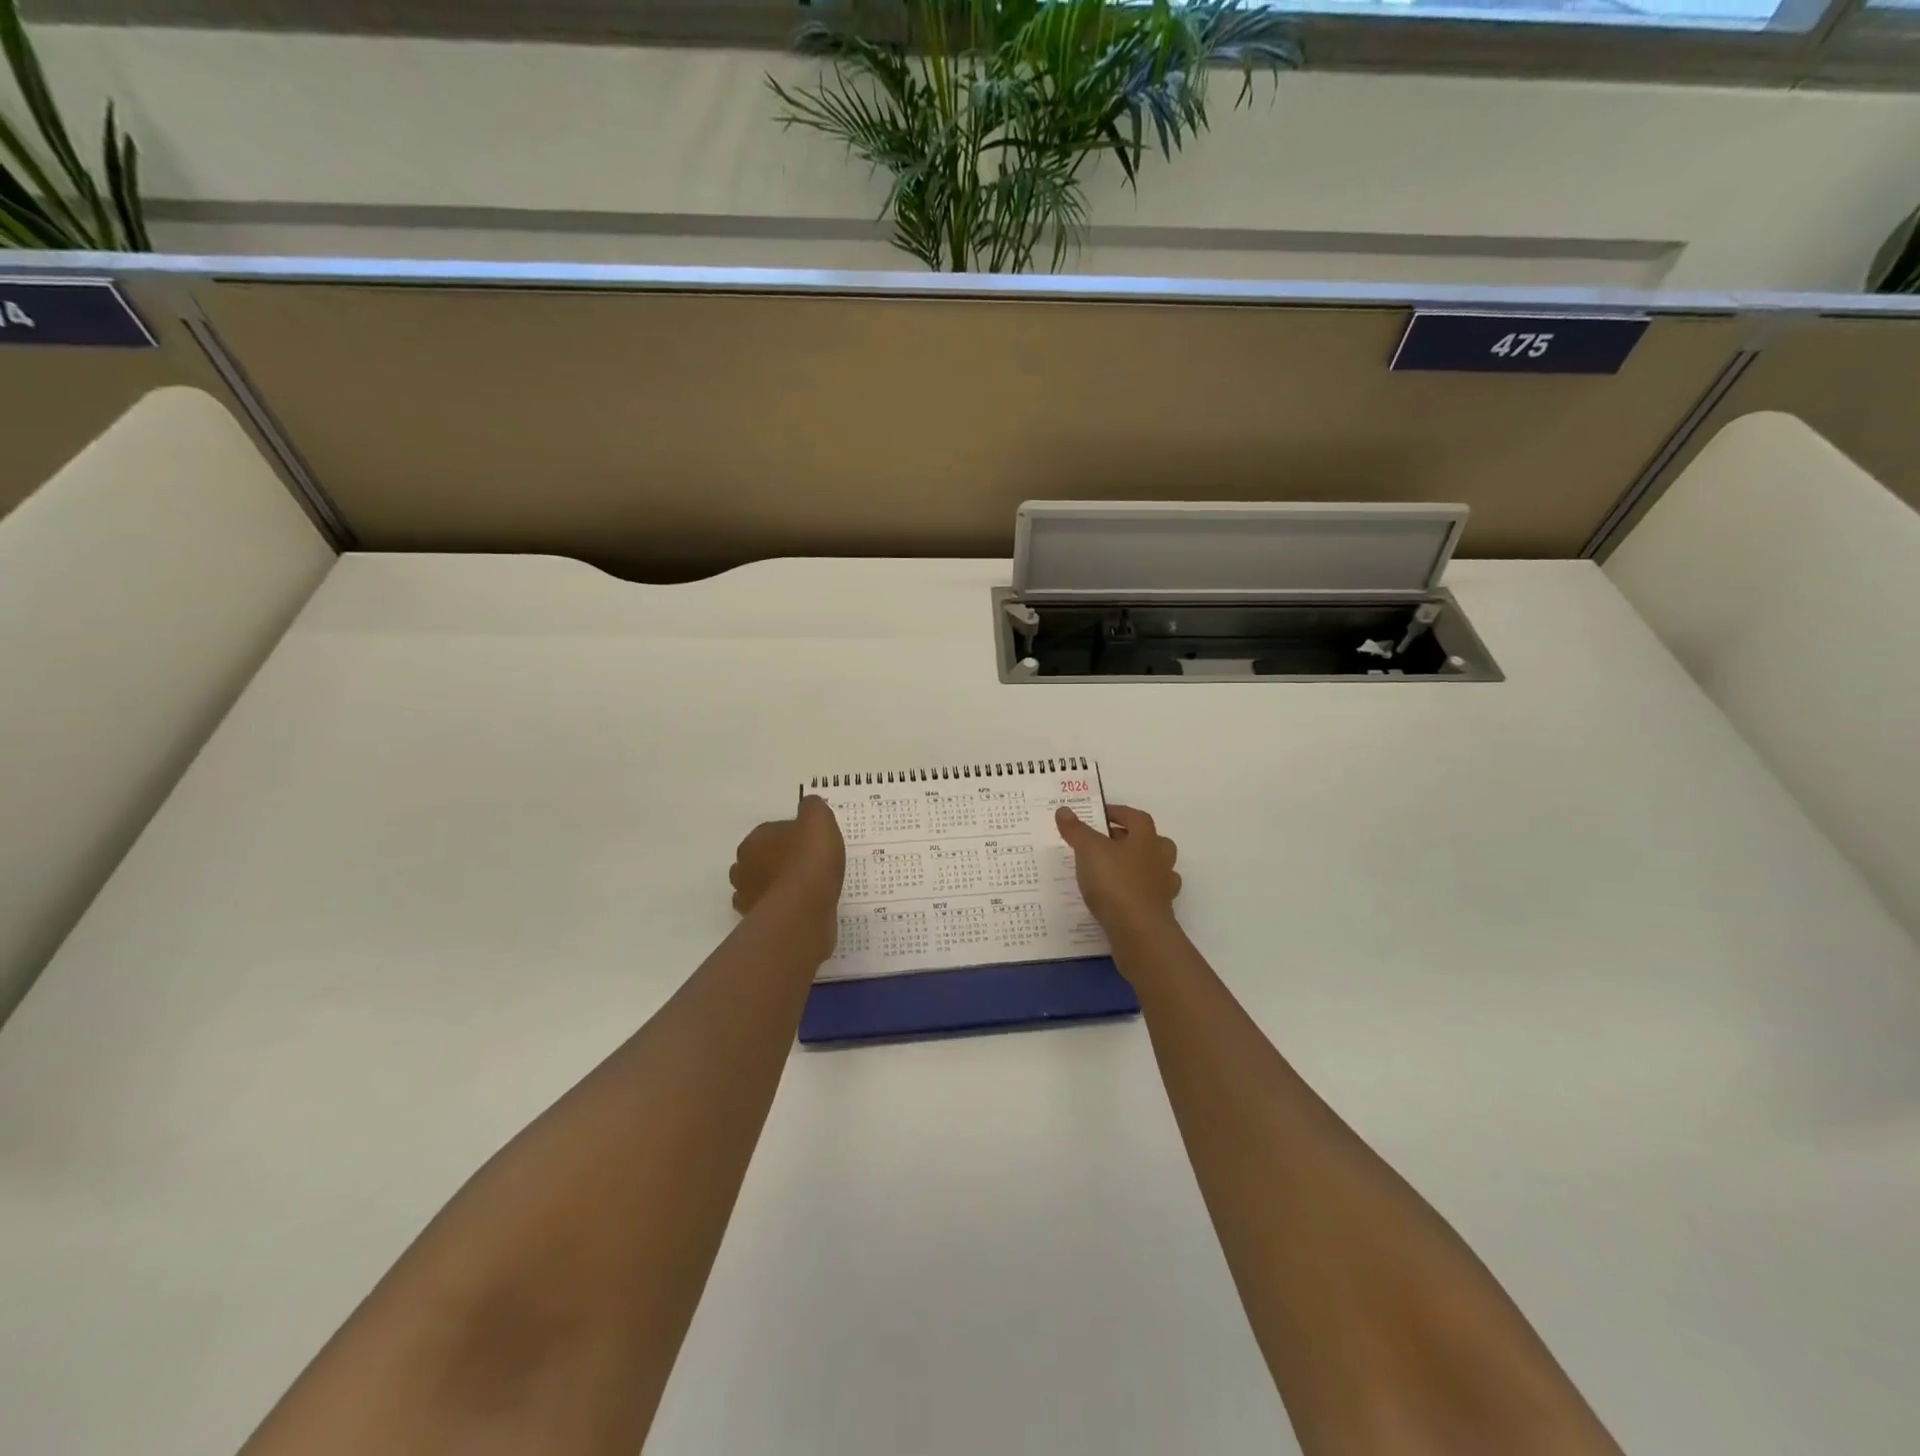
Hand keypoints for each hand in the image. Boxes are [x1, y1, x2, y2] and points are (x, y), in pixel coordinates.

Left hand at [730, 795, 845, 922]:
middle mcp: (744, 866)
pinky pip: (767, 909)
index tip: (810, 844)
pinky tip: (797, 908)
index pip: (770, 832)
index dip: (791, 837)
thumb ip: (813, 808)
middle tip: (805, 865)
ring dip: (774, 885)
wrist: (802, 909)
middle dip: (776, 861)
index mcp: (756, 839)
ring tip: (802, 889)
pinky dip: (778, 907)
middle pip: (760, 859)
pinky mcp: (755, 921)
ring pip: (758, 885)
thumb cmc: (809, 860)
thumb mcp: (819, 821)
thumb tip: (808, 804)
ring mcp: (747, 896)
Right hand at [1054, 804, 1180, 934]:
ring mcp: (1163, 886)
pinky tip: (1120, 896)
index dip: (1118, 812)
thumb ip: (1076, 830)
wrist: (1139, 931)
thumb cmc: (1115, 882)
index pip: (1136, 817)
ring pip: (1154, 868)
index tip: (1100, 815)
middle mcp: (1160, 859)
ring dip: (1137, 865)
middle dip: (1131, 839)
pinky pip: (1148, 893)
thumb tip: (1064, 809)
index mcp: (1146, 838)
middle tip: (1108, 841)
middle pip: (1152, 841)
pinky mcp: (1159, 910)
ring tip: (1113, 869)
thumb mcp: (1089, 850)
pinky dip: (1136, 891)